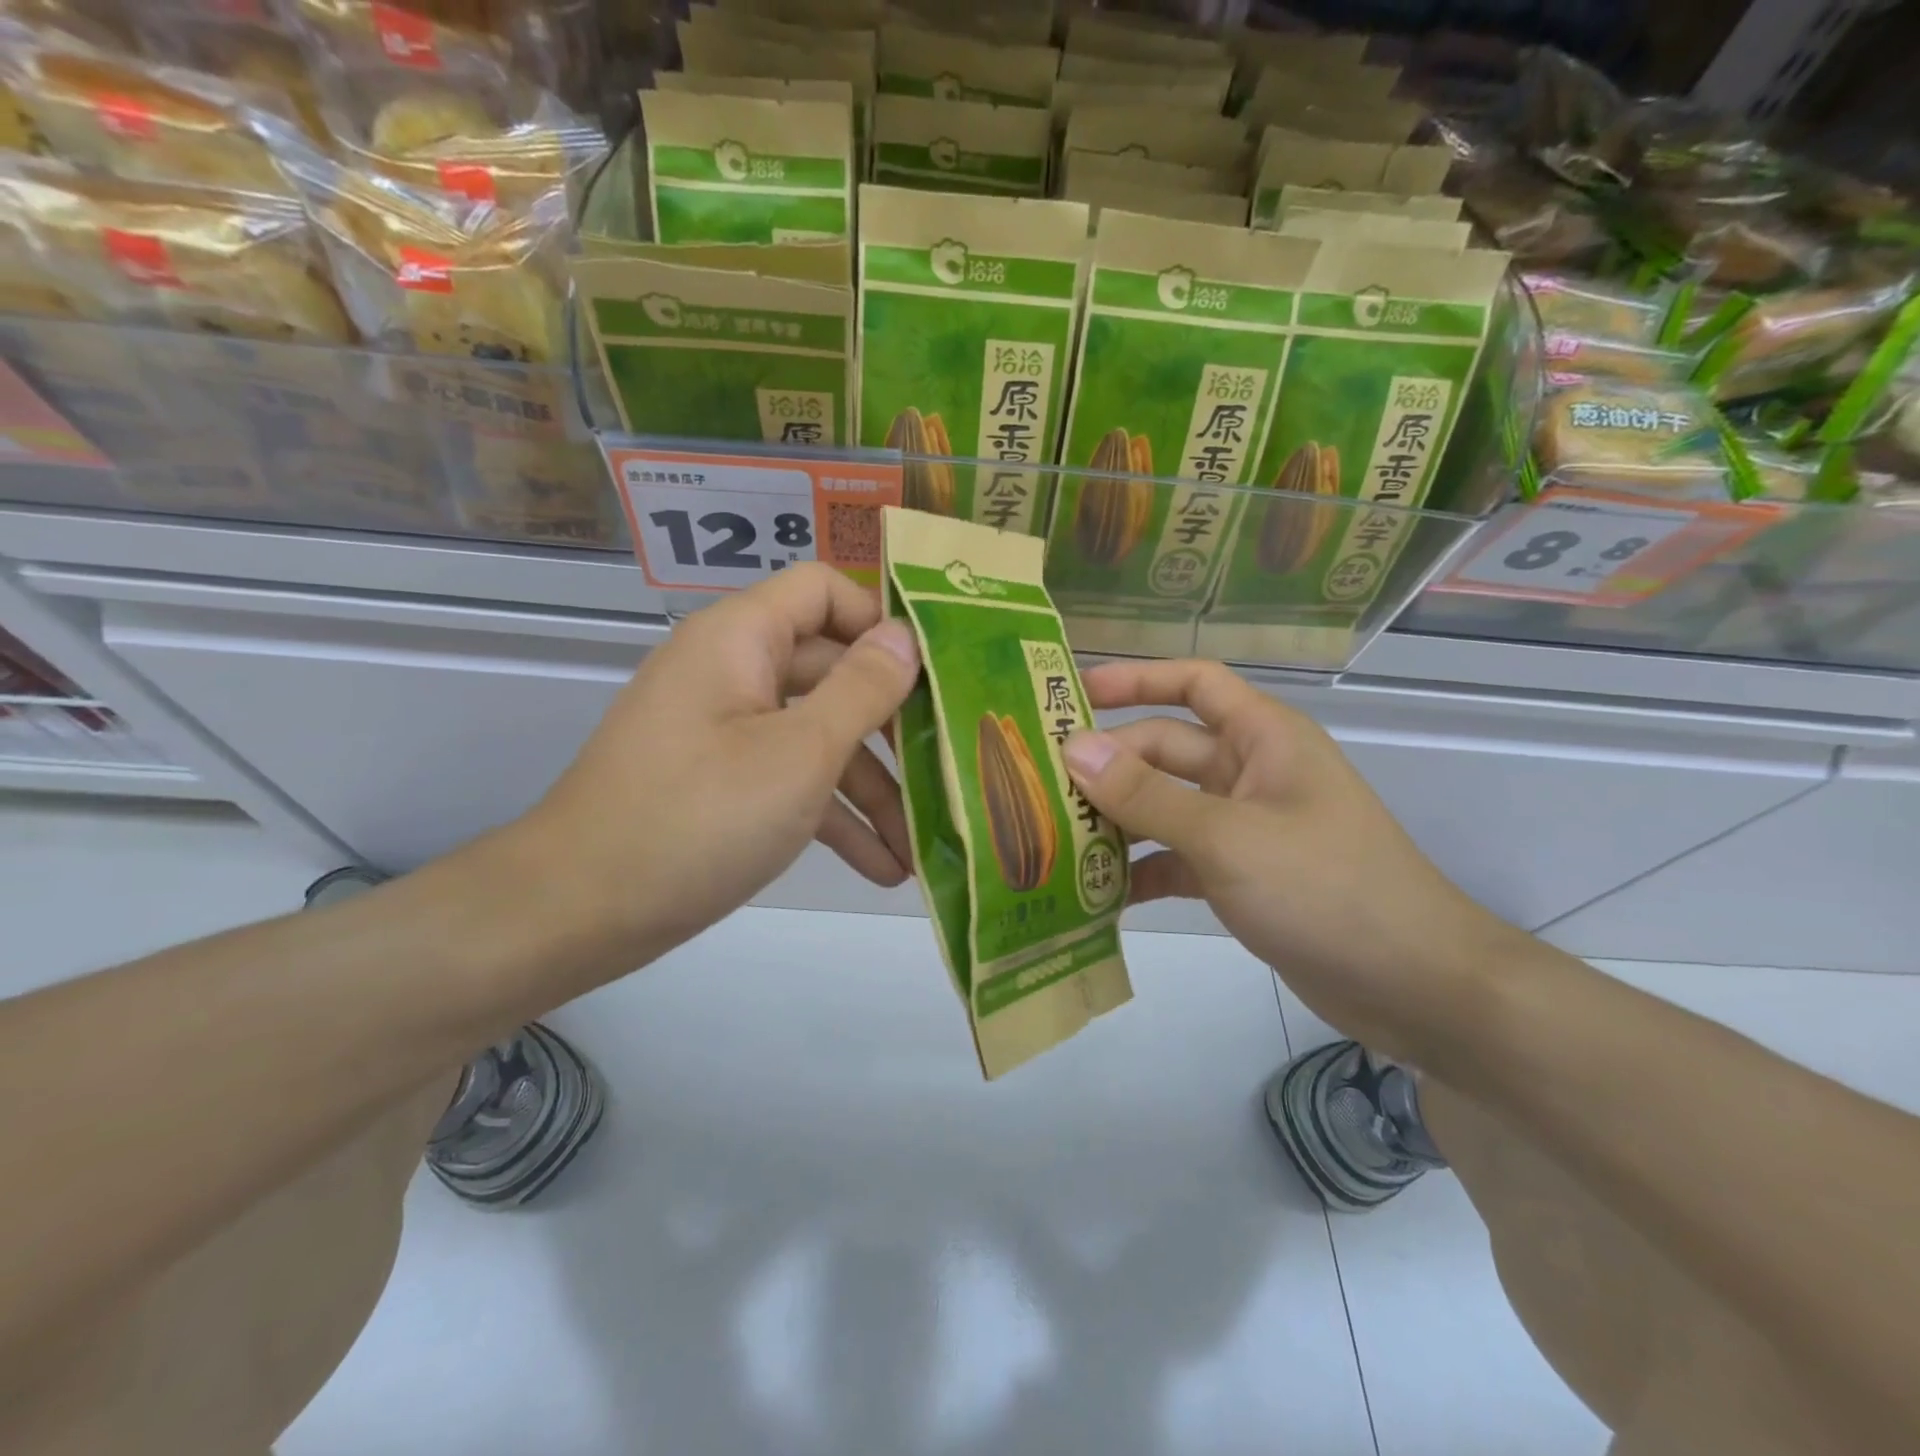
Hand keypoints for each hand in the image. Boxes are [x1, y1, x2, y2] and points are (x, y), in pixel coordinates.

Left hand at [519, 564, 919, 974]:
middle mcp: (734, 672)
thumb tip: (906, 636)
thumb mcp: (799, 754)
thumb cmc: (697, 818)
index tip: (932, 672)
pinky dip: (832, 816)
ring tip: (919, 846)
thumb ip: (862, 690)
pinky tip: (882, 867)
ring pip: (817, 736)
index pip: (822, 590)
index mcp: (741, 640)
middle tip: (946, 764)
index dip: (878, 620)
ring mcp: (727, 731)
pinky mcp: (723, 782)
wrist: (577, 912)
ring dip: (871, 789)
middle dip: (891, 726)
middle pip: (831, 672)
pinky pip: (790, 780)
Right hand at [1064, 660, 1518, 1060]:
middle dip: (1109, 766)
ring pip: (1165, 807)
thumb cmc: (1325, 888)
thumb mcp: (1227, 837)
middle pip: (1165, 751)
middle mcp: (1250, 773)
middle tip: (1041, 785)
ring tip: (1054, 838)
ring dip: (1117, 821)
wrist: (1413, 986)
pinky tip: (1097, 893)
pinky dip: (1141, 870)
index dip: (1136, 678)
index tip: (1073, 692)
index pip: (1193, 683)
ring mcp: (1244, 826)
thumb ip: (1146, 795)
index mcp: (1262, 738)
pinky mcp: (1240, 875)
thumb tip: (1073, 748)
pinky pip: (1176, 858)